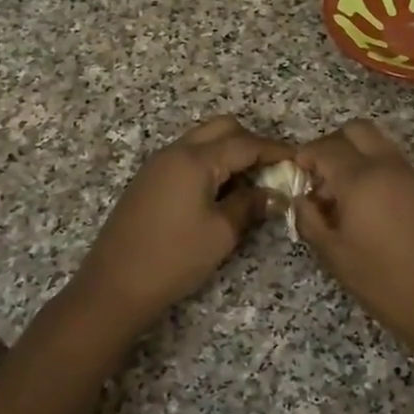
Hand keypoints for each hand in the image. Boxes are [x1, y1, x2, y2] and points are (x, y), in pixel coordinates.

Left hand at [69, 116, 289, 340]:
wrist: (114, 285)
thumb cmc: (174, 258)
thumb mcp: (221, 233)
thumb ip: (250, 205)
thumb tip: (273, 194)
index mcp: (195, 159)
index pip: (245, 144)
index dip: (275, 151)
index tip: (299, 160)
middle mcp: (175, 152)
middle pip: (221, 129)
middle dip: (250, 142)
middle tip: (272, 169)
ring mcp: (158, 164)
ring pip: (202, 140)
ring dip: (228, 152)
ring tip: (249, 182)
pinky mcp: (148, 180)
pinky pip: (186, 157)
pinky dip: (209, 163)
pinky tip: (220, 191)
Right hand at [293, 119, 413, 343]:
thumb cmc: (383, 281)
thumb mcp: (333, 255)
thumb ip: (309, 219)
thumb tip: (302, 199)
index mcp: (362, 179)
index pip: (326, 148)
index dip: (306, 156)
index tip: (297, 173)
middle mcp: (390, 166)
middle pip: (357, 131)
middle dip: (333, 145)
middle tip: (321, 176)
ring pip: (380, 145)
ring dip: (357, 157)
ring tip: (345, 198)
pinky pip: (397, 166)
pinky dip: (378, 173)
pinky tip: (372, 210)